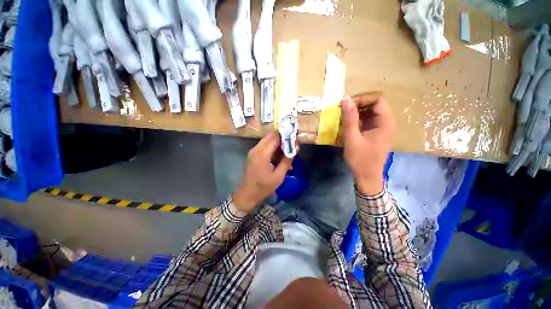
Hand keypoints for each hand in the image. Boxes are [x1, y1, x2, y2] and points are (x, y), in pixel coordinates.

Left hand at [233, 132, 293, 212]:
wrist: (247, 194)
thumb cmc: (263, 187)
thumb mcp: (278, 176)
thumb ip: (287, 161)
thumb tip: (295, 148)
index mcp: (262, 153)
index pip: (275, 137)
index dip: (286, 136)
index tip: (296, 139)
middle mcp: (256, 149)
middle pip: (271, 136)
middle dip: (282, 138)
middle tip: (293, 144)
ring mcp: (253, 151)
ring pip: (268, 140)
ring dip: (278, 143)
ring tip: (288, 151)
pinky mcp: (253, 154)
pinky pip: (264, 146)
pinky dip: (273, 148)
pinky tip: (280, 156)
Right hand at [341, 92, 393, 194]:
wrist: (367, 176)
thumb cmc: (360, 159)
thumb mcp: (352, 138)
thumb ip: (349, 119)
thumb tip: (345, 99)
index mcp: (385, 122)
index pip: (378, 99)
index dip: (362, 99)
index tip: (347, 106)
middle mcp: (386, 122)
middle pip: (374, 104)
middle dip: (357, 105)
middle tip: (343, 111)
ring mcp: (381, 127)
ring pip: (370, 112)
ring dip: (356, 112)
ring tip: (343, 118)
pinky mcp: (375, 132)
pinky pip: (367, 120)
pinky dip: (357, 120)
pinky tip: (347, 125)